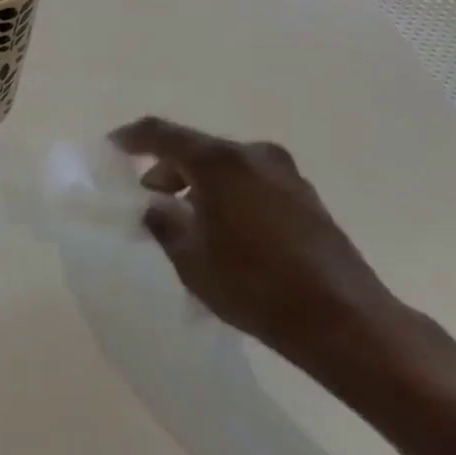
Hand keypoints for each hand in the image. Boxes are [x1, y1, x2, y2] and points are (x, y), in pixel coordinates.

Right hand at [109, 117, 405, 367]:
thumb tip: (154, 204)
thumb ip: (163, 221)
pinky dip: (227, 195)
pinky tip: (222, 230)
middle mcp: (254, 156)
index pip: (162, 134)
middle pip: (197, 149)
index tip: (111, 147)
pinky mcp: (306, 198)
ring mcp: (286, 174)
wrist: (344, 320)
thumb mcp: (189, 256)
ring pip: (226, 167)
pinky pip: (251, 183)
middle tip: (148, 198)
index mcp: (219, 162)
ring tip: (184, 220)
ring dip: (198, 184)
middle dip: (167, 168)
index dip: (131, 137)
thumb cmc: (254, 285)